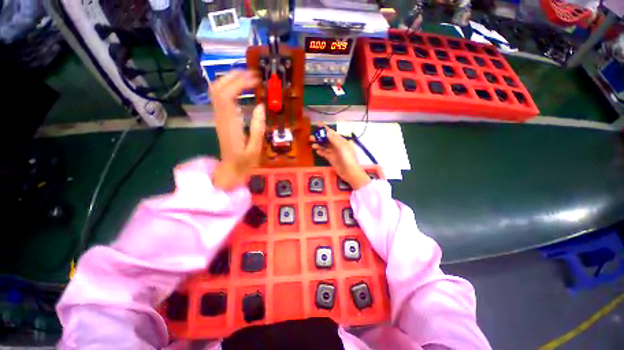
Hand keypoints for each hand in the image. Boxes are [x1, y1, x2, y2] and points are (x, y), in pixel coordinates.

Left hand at [210, 71, 265, 190]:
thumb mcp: (255, 149)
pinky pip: (220, 98)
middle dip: (234, 76)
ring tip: (247, 78)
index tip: (256, 80)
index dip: (240, 83)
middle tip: (253, 74)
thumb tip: (260, 106)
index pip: (227, 95)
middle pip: (218, 88)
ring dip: (229, 79)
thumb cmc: (244, 163)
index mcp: (230, 125)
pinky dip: (229, 88)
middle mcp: (221, 117)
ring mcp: (219, 117)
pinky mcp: (221, 119)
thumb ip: (258, 128)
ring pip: (216, 91)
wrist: (229, 171)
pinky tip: (241, 88)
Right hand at [310, 126, 370, 189]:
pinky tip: (316, 151)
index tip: (318, 125)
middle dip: (320, 138)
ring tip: (312, 144)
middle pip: (327, 140)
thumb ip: (333, 139)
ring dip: (319, 145)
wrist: (350, 172)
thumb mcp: (341, 147)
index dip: (325, 129)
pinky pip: (325, 154)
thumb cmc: (348, 158)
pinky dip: (321, 152)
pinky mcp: (332, 159)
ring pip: (325, 147)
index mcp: (342, 141)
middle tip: (311, 137)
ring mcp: (335, 153)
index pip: (332, 133)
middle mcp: (338, 146)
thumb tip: (326, 132)